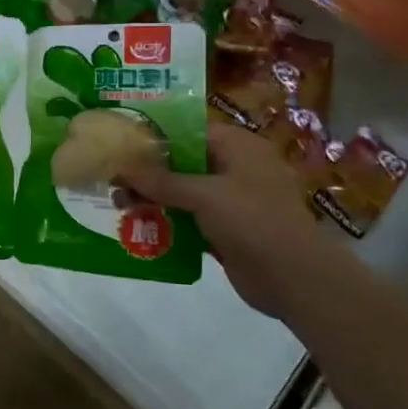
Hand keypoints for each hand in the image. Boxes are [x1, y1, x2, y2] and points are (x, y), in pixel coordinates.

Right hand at [120, 124, 357, 318]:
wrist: (294, 278)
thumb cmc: (253, 221)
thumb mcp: (204, 194)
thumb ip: (161, 180)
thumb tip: (121, 165)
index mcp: (238, 146)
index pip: (189, 130)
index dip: (155, 135)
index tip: (121, 141)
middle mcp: (235, 168)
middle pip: (182, 161)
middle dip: (148, 170)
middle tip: (113, 177)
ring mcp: (231, 201)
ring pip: (183, 191)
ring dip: (153, 197)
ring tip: (118, 203)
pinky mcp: (225, 230)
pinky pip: (189, 218)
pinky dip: (167, 220)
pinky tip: (138, 225)